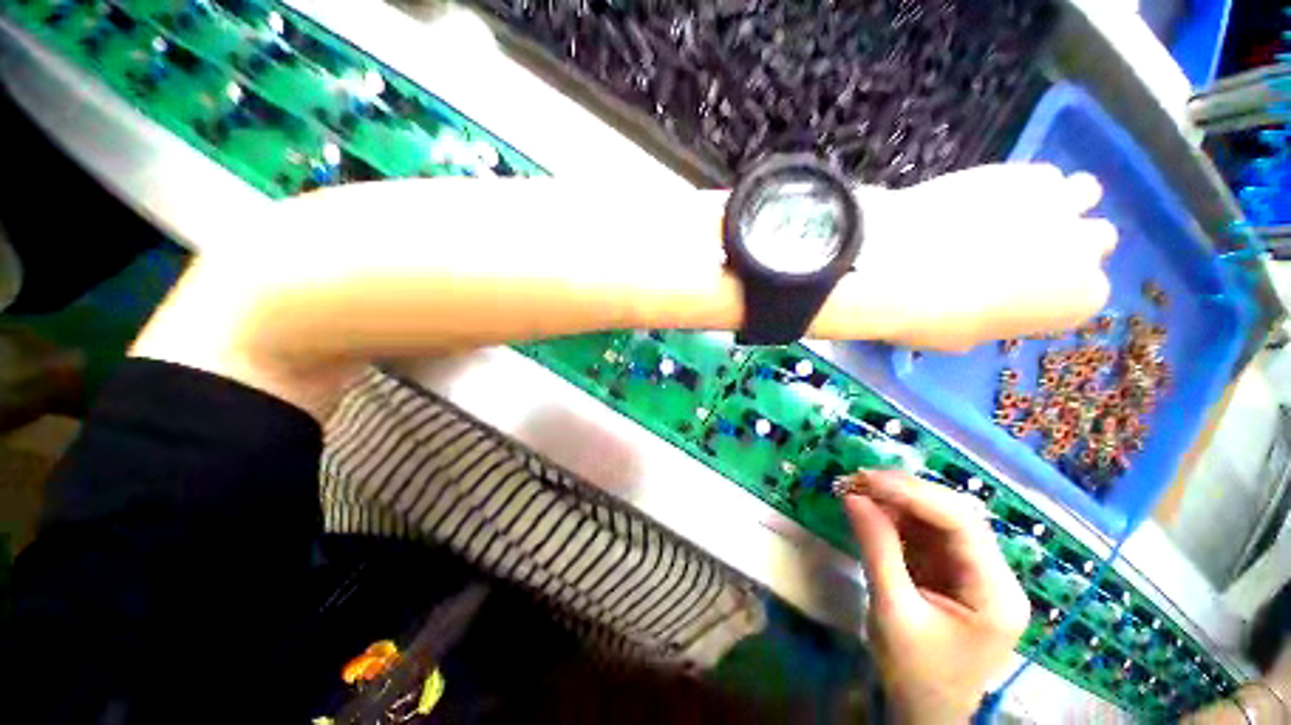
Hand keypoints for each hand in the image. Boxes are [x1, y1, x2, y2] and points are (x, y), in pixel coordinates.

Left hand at [814, 163, 1117, 349]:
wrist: (892, 265)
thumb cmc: (927, 316)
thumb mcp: (963, 337)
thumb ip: (993, 319)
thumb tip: (987, 308)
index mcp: (1077, 299)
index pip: (1084, 292)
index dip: (1051, 291)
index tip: (1022, 291)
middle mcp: (1083, 247)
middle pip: (1095, 238)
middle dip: (1066, 244)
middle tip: (1021, 251)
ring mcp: (1056, 201)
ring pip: (1082, 194)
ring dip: (1057, 205)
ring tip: (1013, 215)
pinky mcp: (1018, 169)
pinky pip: (1038, 174)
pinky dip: (1020, 185)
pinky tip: (986, 198)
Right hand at [840, 470, 1029, 723]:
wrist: (925, 711)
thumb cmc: (915, 674)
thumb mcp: (892, 613)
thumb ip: (876, 549)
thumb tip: (852, 497)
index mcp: (996, 593)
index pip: (961, 523)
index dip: (913, 493)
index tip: (866, 479)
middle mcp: (994, 574)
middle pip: (954, 514)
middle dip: (903, 491)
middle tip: (856, 479)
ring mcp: (974, 570)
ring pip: (938, 517)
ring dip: (896, 499)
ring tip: (856, 488)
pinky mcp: (952, 570)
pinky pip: (925, 531)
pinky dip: (895, 515)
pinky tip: (871, 508)